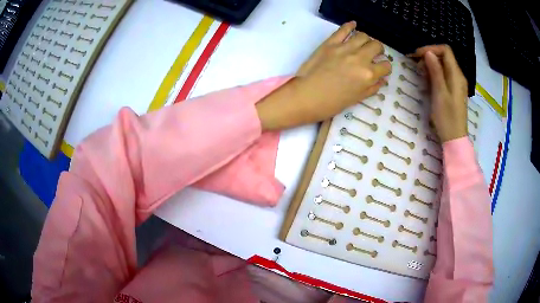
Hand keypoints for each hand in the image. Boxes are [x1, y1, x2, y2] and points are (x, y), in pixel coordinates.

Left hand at [256, 21, 390, 130]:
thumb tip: (382, 79)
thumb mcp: (356, 99)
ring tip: (363, 43)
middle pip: (377, 46)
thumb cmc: (331, 103)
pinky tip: (353, 25)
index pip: (386, 65)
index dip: (385, 67)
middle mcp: (360, 58)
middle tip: (374, 53)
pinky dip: (350, 25)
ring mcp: (345, 48)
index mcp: (368, 75)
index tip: (381, 68)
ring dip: (366, 39)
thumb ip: (372, 88)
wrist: (306, 96)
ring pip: (363, 35)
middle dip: (379, 50)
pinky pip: (343, 29)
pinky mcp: (330, 43)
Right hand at [410, 45, 467, 142]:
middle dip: (429, 56)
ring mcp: (456, 83)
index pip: (445, 51)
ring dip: (431, 65)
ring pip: (443, 66)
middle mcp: (458, 76)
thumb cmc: (447, 117)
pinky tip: (427, 81)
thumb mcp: (439, 93)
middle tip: (416, 65)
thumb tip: (428, 52)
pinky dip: (435, 74)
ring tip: (419, 74)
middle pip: (444, 57)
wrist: (454, 139)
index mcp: (456, 75)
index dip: (431, 49)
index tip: (417, 55)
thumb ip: (435, 71)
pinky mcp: (453, 90)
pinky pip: (444, 75)